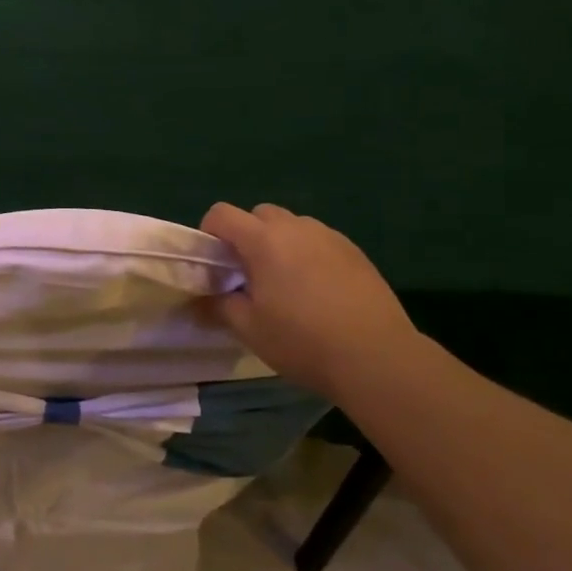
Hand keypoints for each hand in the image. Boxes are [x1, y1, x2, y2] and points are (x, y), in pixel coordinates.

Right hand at [200, 202, 418, 395]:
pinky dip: (308, 255)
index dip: (210, 234)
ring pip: (292, 226)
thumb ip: (217, 308)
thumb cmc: (302, 340)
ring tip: (286, 284)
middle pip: (258, 214)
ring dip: (279, 244)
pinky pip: (319, 241)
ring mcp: (329, 236)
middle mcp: (295, 227)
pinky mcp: (355, 252)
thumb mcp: (249, 329)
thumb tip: (195, 304)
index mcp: (263, 240)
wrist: (377, 357)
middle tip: (249, 275)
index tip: (215, 265)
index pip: (221, 214)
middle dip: (246, 236)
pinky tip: (318, 292)